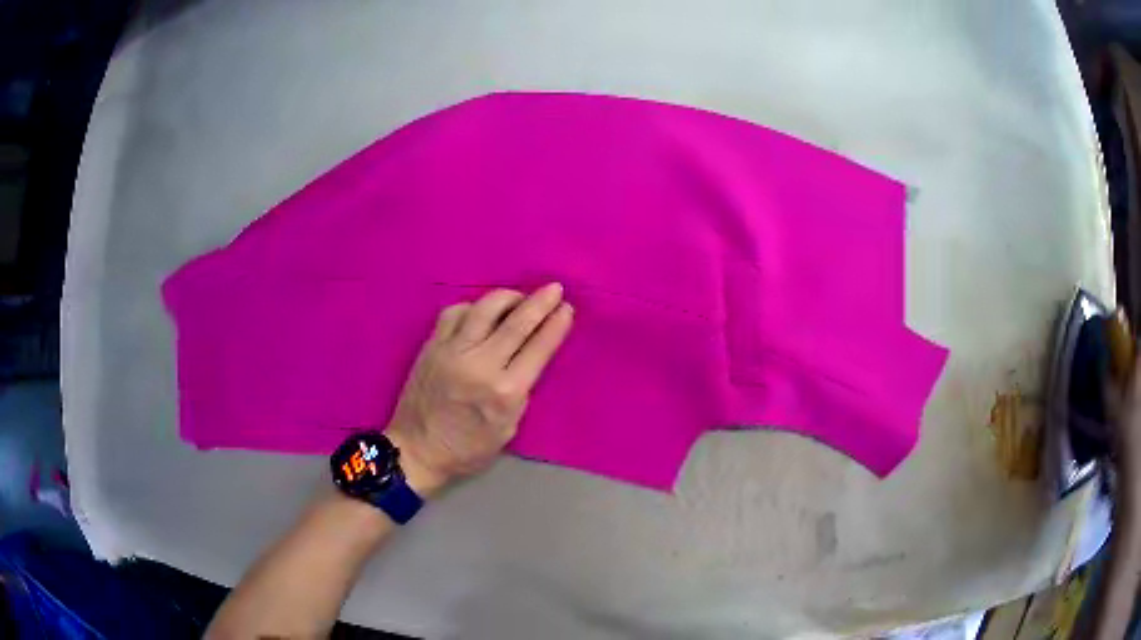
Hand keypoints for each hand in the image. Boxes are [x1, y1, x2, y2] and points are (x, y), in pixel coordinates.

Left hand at [385, 283, 573, 495]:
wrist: (417, 449)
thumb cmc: (468, 448)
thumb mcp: (509, 428)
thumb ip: (520, 390)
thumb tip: (530, 355)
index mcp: (505, 392)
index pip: (538, 348)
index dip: (555, 325)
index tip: (567, 308)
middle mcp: (480, 365)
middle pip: (516, 322)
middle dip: (540, 302)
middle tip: (554, 289)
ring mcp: (452, 351)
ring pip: (484, 308)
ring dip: (507, 297)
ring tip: (518, 297)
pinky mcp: (432, 346)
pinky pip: (454, 312)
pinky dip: (473, 307)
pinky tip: (480, 312)